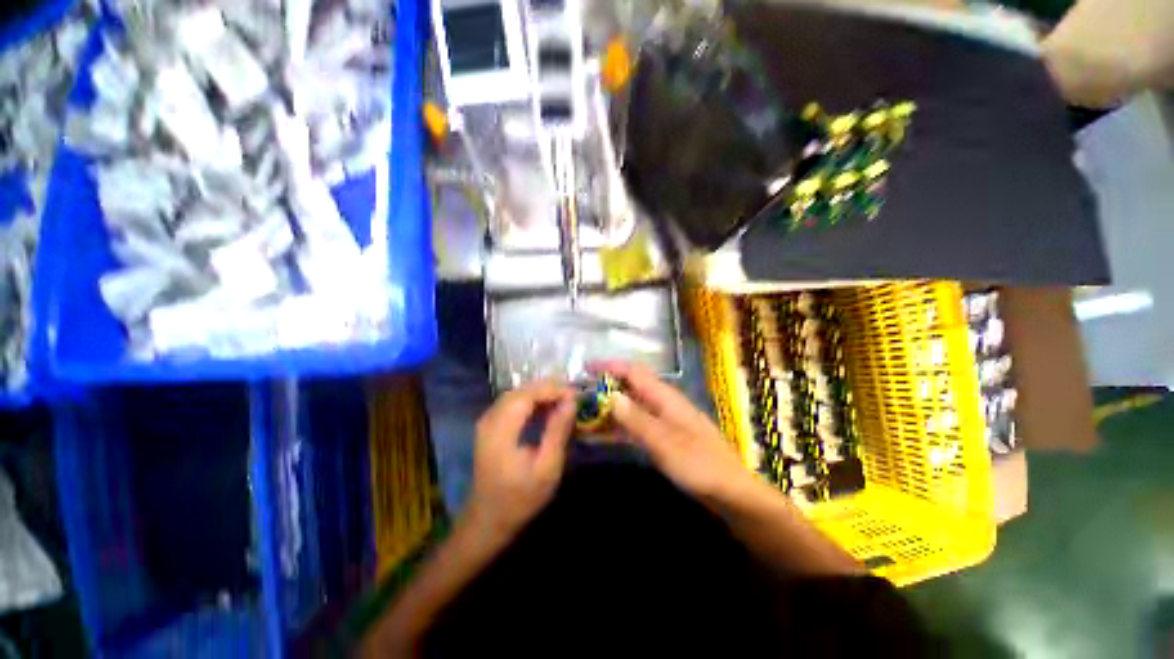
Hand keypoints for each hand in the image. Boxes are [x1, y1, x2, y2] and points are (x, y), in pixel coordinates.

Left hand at [465, 381, 576, 544]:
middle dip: (548, 389)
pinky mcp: (490, 426)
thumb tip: (571, 401)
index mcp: (501, 431)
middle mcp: (490, 420)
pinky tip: (546, 410)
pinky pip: (512, 404)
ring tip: (564, 401)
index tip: (575, 395)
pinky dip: (531, 402)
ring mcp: (487, 422)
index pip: (527, 395)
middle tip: (572, 396)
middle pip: (520, 391)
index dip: (552, 390)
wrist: (487, 520)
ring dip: (540, 394)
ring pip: (516, 395)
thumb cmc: (520, 499)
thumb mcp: (547, 468)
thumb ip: (558, 431)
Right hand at [594, 361, 752, 501]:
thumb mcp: (665, 443)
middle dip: (606, 386)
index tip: (585, 368)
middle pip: (631, 387)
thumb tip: (610, 395)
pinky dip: (618, 426)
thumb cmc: (700, 465)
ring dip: (610, 407)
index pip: (634, 372)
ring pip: (631, 406)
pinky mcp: (664, 437)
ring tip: (584, 412)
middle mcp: (663, 403)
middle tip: (579, 393)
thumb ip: (637, 419)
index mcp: (665, 397)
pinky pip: (636, 425)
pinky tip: (602, 435)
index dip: (610, 366)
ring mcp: (664, 421)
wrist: (732, 493)